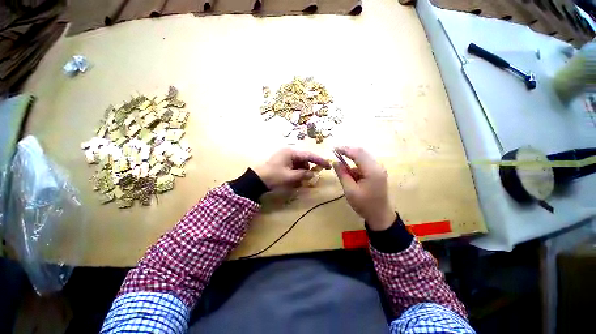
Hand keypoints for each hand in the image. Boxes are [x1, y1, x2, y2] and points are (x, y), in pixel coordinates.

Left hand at [253, 148, 331, 190]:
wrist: (256, 180)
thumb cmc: (273, 176)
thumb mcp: (290, 177)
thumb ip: (303, 175)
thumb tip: (313, 174)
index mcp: (291, 152)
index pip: (309, 155)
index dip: (320, 160)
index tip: (328, 165)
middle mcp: (289, 151)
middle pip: (304, 159)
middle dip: (308, 168)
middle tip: (310, 177)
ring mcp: (285, 156)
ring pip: (299, 163)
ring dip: (301, 171)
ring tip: (298, 181)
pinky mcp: (282, 161)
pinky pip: (293, 165)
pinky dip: (296, 172)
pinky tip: (293, 179)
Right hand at [333, 147, 395, 230]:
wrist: (380, 216)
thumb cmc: (364, 204)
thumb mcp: (350, 190)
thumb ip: (342, 174)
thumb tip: (335, 162)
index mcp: (372, 171)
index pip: (358, 154)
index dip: (345, 150)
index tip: (334, 149)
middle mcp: (377, 166)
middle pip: (362, 152)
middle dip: (348, 151)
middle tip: (336, 152)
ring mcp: (378, 169)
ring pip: (363, 157)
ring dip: (352, 157)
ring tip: (341, 162)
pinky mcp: (377, 172)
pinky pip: (365, 163)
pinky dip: (356, 164)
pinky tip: (349, 171)